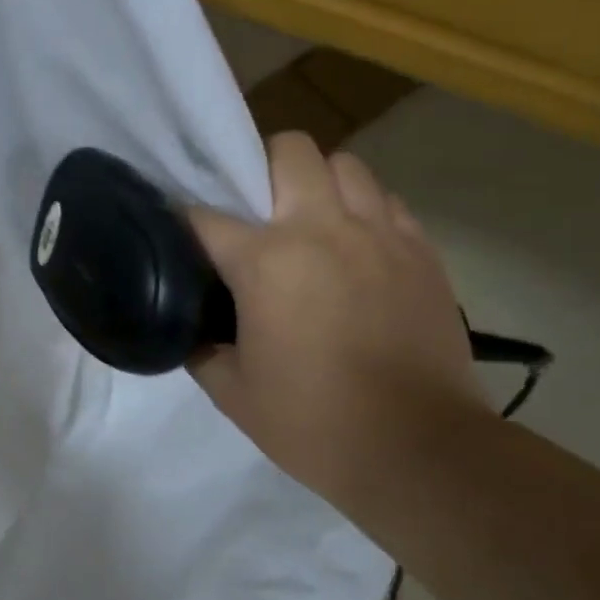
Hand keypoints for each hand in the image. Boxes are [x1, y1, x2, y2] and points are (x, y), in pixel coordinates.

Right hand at [188, 134, 485, 515]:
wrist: (417, 450)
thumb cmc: (312, 422)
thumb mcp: (232, 392)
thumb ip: (201, 346)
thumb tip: (192, 325)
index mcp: (266, 262)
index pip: (204, 216)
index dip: (182, 221)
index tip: (177, 233)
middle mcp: (323, 229)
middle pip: (290, 150)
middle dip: (261, 168)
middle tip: (254, 211)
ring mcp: (380, 234)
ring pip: (346, 164)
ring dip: (318, 183)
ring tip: (310, 222)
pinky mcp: (422, 252)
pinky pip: (387, 202)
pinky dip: (364, 210)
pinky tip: (355, 247)